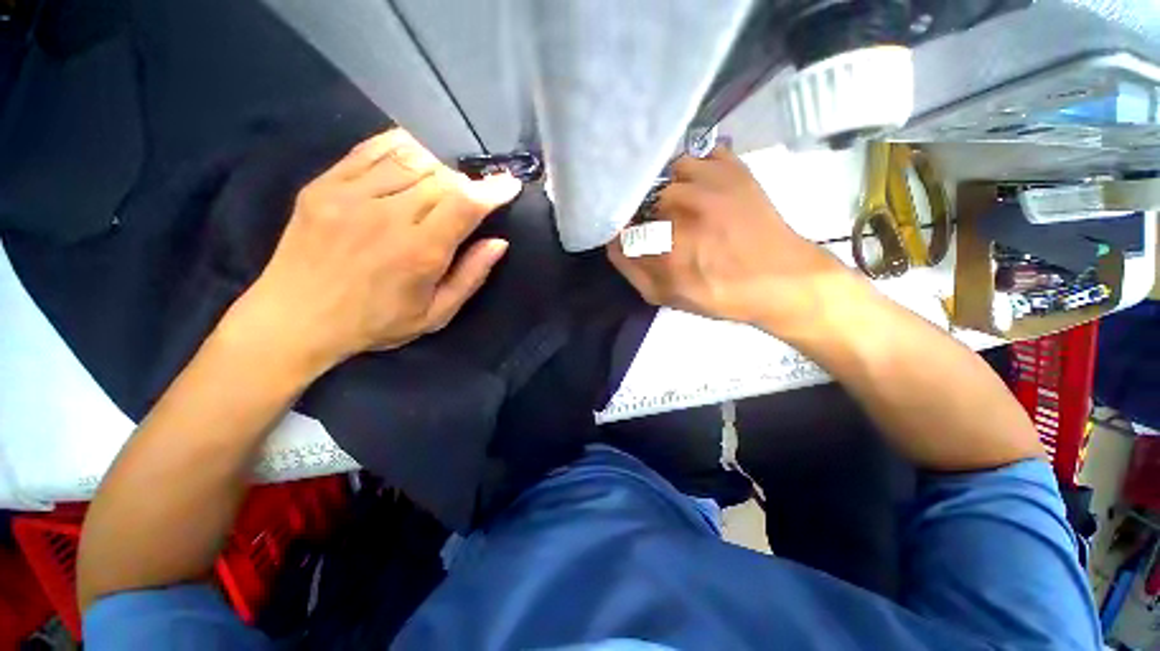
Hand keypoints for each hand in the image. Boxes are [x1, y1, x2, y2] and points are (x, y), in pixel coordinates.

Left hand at [226, 129, 520, 375]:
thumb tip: (498, 243)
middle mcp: (386, 216)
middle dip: (467, 181)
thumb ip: (470, 277)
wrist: (295, 319)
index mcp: (419, 252)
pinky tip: (415, 155)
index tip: (509, 182)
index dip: (492, 189)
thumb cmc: (375, 323)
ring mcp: (350, 195)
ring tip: (447, 177)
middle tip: (473, 193)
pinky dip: (401, 146)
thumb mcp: (435, 315)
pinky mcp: (324, 184)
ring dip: (439, 164)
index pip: (464, 204)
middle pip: (441, 177)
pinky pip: (371, 149)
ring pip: (411, 157)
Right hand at [607, 147, 854, 335]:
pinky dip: (689, 167)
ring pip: (663, 173)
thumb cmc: (720, 295)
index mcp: (663, 245)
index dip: (621, 230)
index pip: (620, 225)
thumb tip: (612, 240)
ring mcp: (709, 181)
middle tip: (655, 224)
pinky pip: (696, 153)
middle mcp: (681, 206)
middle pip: (639, 197)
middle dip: (640, 212)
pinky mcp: (733, 167)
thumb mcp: (665, 296)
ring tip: (676, 204)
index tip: (628, 235)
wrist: (782, 279)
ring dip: (663, 188)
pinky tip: (696, 185)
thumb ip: (631, 269)